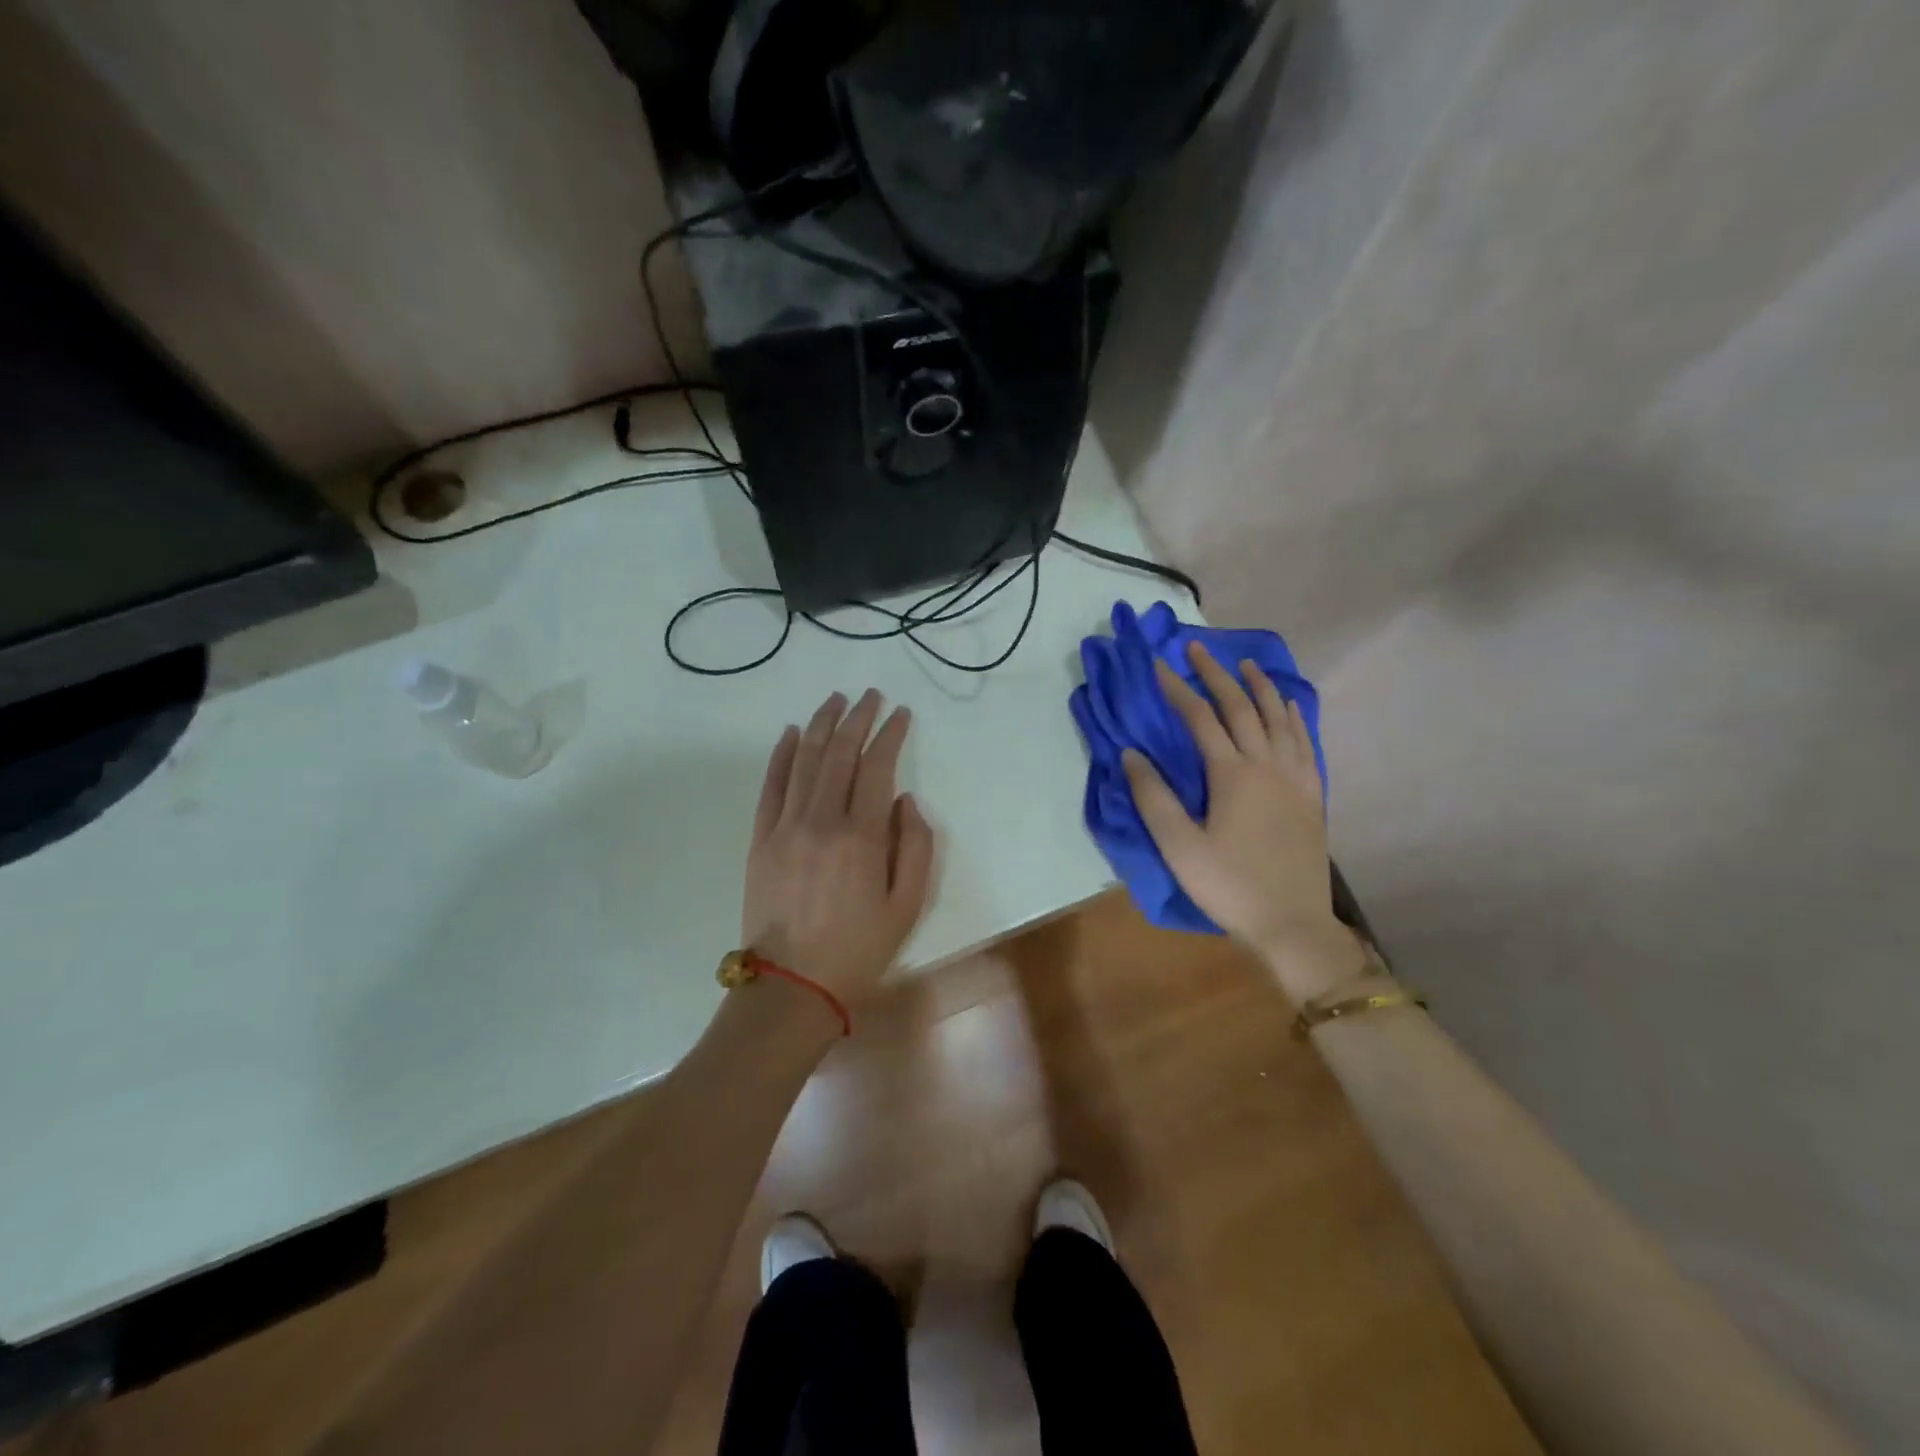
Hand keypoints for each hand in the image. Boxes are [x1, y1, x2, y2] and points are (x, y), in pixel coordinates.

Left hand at [743, 689, 935, 1007]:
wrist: (792, 986)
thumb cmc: (859, 949)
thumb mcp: (908, 906)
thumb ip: (916, 847)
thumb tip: (906, 801)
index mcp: (862, 837)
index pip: (877, 768)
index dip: (890, 735)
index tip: (900, 713)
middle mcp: (822, 820)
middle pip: (840, 754)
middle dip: (858, 718)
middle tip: (870, 695)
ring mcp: (785, 827)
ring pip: (804, 760)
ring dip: (822, 725)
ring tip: (835, 700)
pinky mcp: (760, 839)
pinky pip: (771, 786)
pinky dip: (781, 755)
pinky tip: (792, 733)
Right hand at [1123, 642, 1364, 1002]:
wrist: (1292, 923)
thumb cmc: (1229, 886)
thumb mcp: (1179, 846)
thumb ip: (1153, 797)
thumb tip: (1131, 753)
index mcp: (1232, 774)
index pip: (1200, 718)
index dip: (1177, 689)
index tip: (1157, 665)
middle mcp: (1266, 764)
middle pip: (1241, 707)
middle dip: (1216, 674)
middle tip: (1197, 649)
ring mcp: (1294, 778)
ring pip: (1279, 718)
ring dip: (1260, 687)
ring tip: (1245, 665)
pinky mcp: (1311, 794)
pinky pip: (1304, 742)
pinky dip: (1295, 716)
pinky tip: (1290, 706)